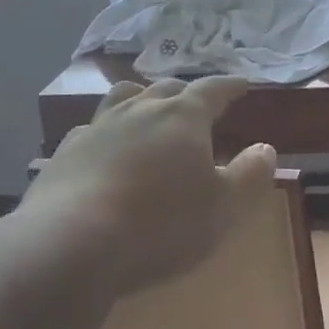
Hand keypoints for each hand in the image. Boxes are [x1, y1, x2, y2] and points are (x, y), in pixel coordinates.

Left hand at [23, 77, 276, 297]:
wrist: (69, 245)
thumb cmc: (160, 224)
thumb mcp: (223, 208)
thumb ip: (250, 176)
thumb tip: (265, 149)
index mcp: (183, 116)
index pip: (213, 88)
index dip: (230, 85)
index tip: (242, 84)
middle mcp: (140, 110)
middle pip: (167, 88)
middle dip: (186, 92)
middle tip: (197, 103)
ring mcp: (98, 128)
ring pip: (124, 98)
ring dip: (142, 100)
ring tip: (149, 111)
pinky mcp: (64, 154)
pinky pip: (90, 130)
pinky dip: (106, 133)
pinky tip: (104, 148)